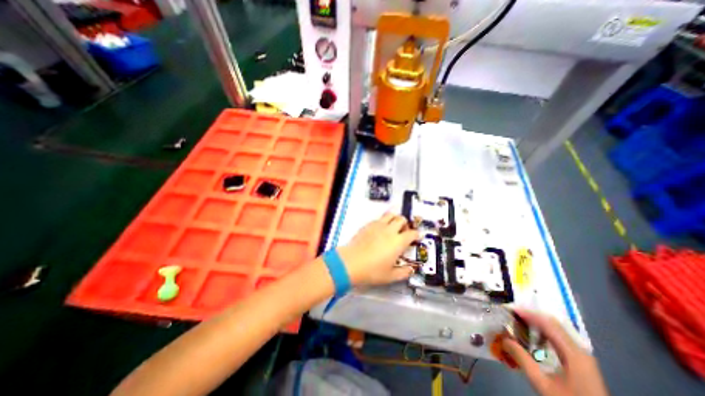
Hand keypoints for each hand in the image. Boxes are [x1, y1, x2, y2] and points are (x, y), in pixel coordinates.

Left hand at [335, 213, 417, 286]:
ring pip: (390, 214)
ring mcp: (378, 226)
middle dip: (405, 224)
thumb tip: (411, 269)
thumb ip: (404, 272)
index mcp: (398, 242)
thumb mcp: (390, 276)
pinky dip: (383, 222)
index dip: (416, 235)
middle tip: (403, 232)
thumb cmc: (372, 271)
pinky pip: (379, 218)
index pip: (412, 233)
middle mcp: (390, 230)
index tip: (416, 238)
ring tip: (392, 227)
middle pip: (402, 219)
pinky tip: (379, 231)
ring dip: (394, 219)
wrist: (351, 263)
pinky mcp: (368, 225)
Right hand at [501, 310, 612, 395]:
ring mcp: (582, 356)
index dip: (527, 314)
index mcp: (573, 353)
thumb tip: (503, 339)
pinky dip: (544, 333)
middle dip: (531, 317)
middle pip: (553, 324)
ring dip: (537, 324)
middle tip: (512, 316)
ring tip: (519, 324)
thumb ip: (522, 359)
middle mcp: (579, 350)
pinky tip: (533, 339)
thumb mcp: (542, 383)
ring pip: (557, 330)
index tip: (509, 310)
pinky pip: (560, 339)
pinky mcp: (581, 363)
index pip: (547, 323)